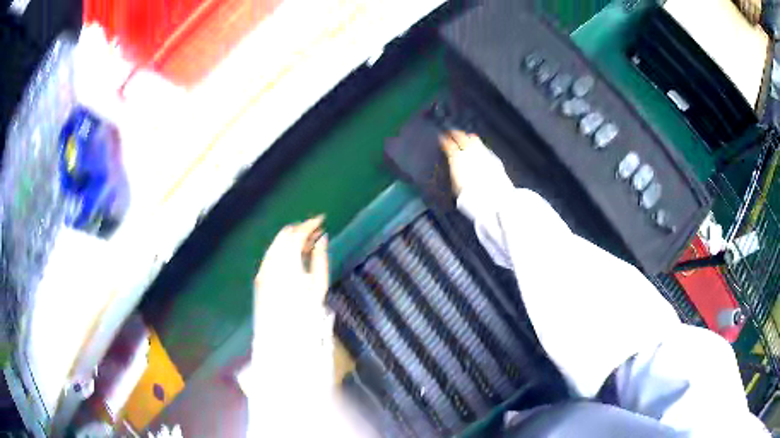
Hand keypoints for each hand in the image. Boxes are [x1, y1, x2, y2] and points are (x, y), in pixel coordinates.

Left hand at [253, 216, 334, 393]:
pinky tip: (294, 258)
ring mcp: (263, 270)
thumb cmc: (305, 316)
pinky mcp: (260, 278)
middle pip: (284, 235)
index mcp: (288, 262)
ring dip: (291, 240)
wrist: (281, 340)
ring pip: (276, 244)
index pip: (297, 233)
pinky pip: (271, 256)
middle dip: (300, 230)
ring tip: (307, 246)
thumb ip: (320, 258)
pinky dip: (282, 251)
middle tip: (316, 233)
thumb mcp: (319, 286)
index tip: (322, 221)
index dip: (310, 224)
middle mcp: (271, 262)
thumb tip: (322, 238)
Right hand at [440, 130, 508, 196]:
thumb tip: (451, 167)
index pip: (447, 144)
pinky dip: (478, 144)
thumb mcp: (454, 185)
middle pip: (460, 136)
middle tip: (451, 132)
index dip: (443, 140)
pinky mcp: (492, 157)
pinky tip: (478, 147)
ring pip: (473, 138)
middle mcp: (469, 151)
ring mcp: (482, 152)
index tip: (441, 138)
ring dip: (467, 136)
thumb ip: (453, 172)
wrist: (491, 198)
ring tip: (465, 136)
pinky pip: (483, 146)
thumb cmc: (470, 195)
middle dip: (454, 133)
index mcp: (456, 157)